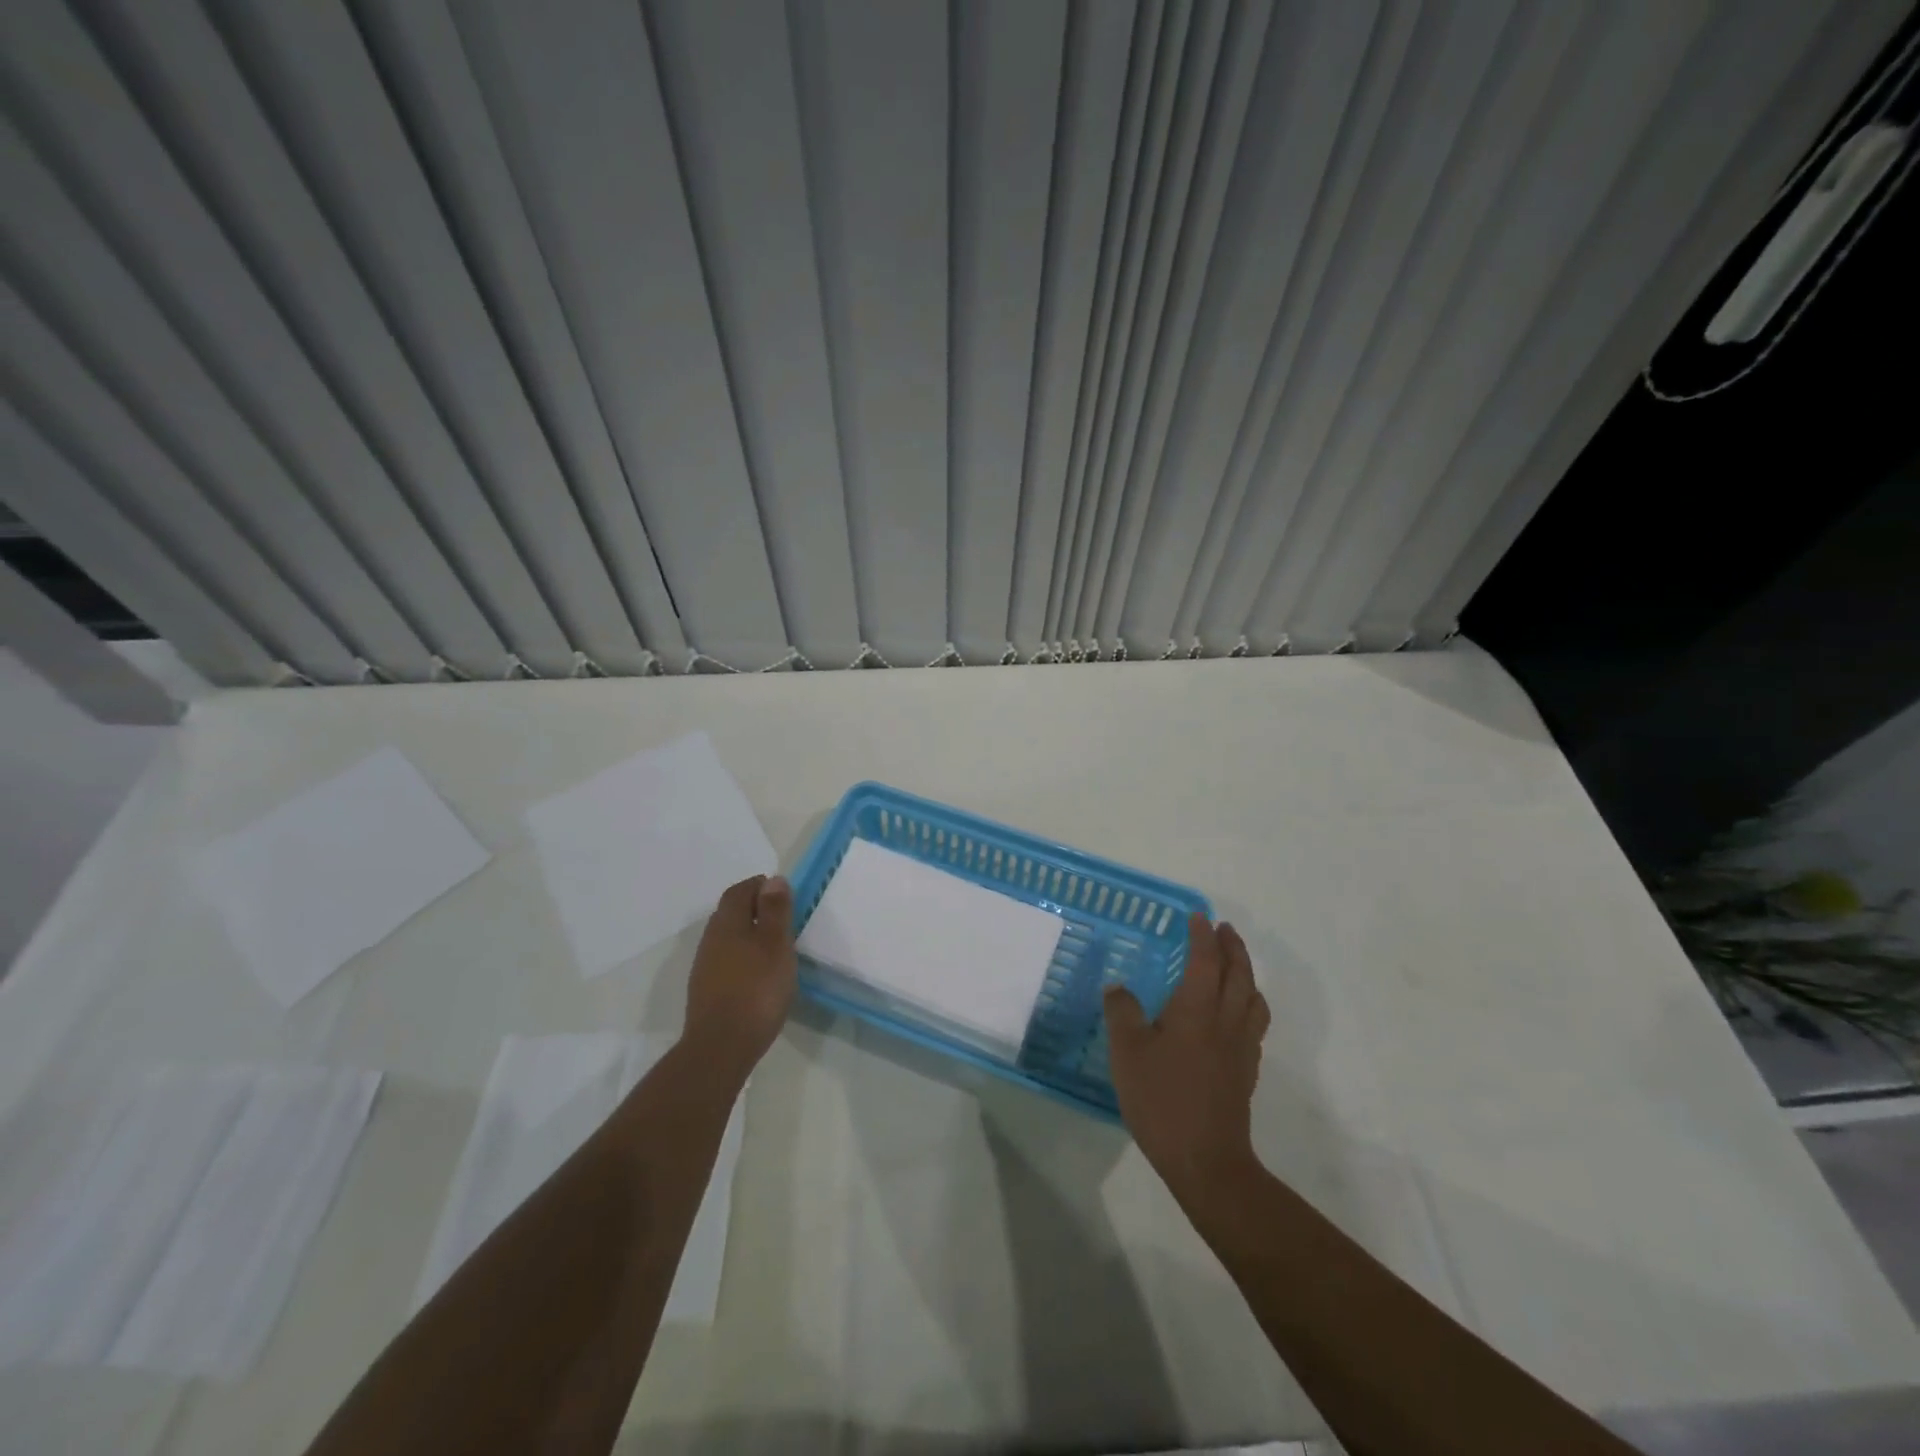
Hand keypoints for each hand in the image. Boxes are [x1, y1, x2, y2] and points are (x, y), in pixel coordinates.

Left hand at [683, 875, 796, 1078]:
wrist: (721, 1047)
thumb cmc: (756, 989)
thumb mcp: (775, 944)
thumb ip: (775, 911)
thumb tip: (774, 880)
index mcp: (727, 923)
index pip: (739, 891)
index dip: (759, 886)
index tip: (782, 893)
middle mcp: (711, 939)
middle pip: (731, 913)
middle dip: (754, 908)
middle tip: (782, 916)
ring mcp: (705, 967)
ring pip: (728, 938)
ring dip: (749, 934)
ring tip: (775, 946)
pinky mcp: (706, 991)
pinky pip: (727, 961)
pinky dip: (743, 957)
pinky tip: (759, 974)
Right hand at [1104, 914, 1268, 1203]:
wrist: (1205, 1159)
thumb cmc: (1162, 1099)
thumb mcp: (1127, 1052)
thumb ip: (1122, 1013)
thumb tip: (1118, 986)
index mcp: (1196, 1009)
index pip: (1205, 960)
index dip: (1202, 936)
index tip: (1197, 917)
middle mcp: (1225, 1020)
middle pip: (1239, 974)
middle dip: (1232, 947)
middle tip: (1223, 929)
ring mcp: (1241, 1047)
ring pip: (1253, 998)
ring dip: (1246, 974)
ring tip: (1235, 967)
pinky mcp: (1246, 1071)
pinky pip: (1254, 1024)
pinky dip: (1249, 1005)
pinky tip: (1234, 1016)